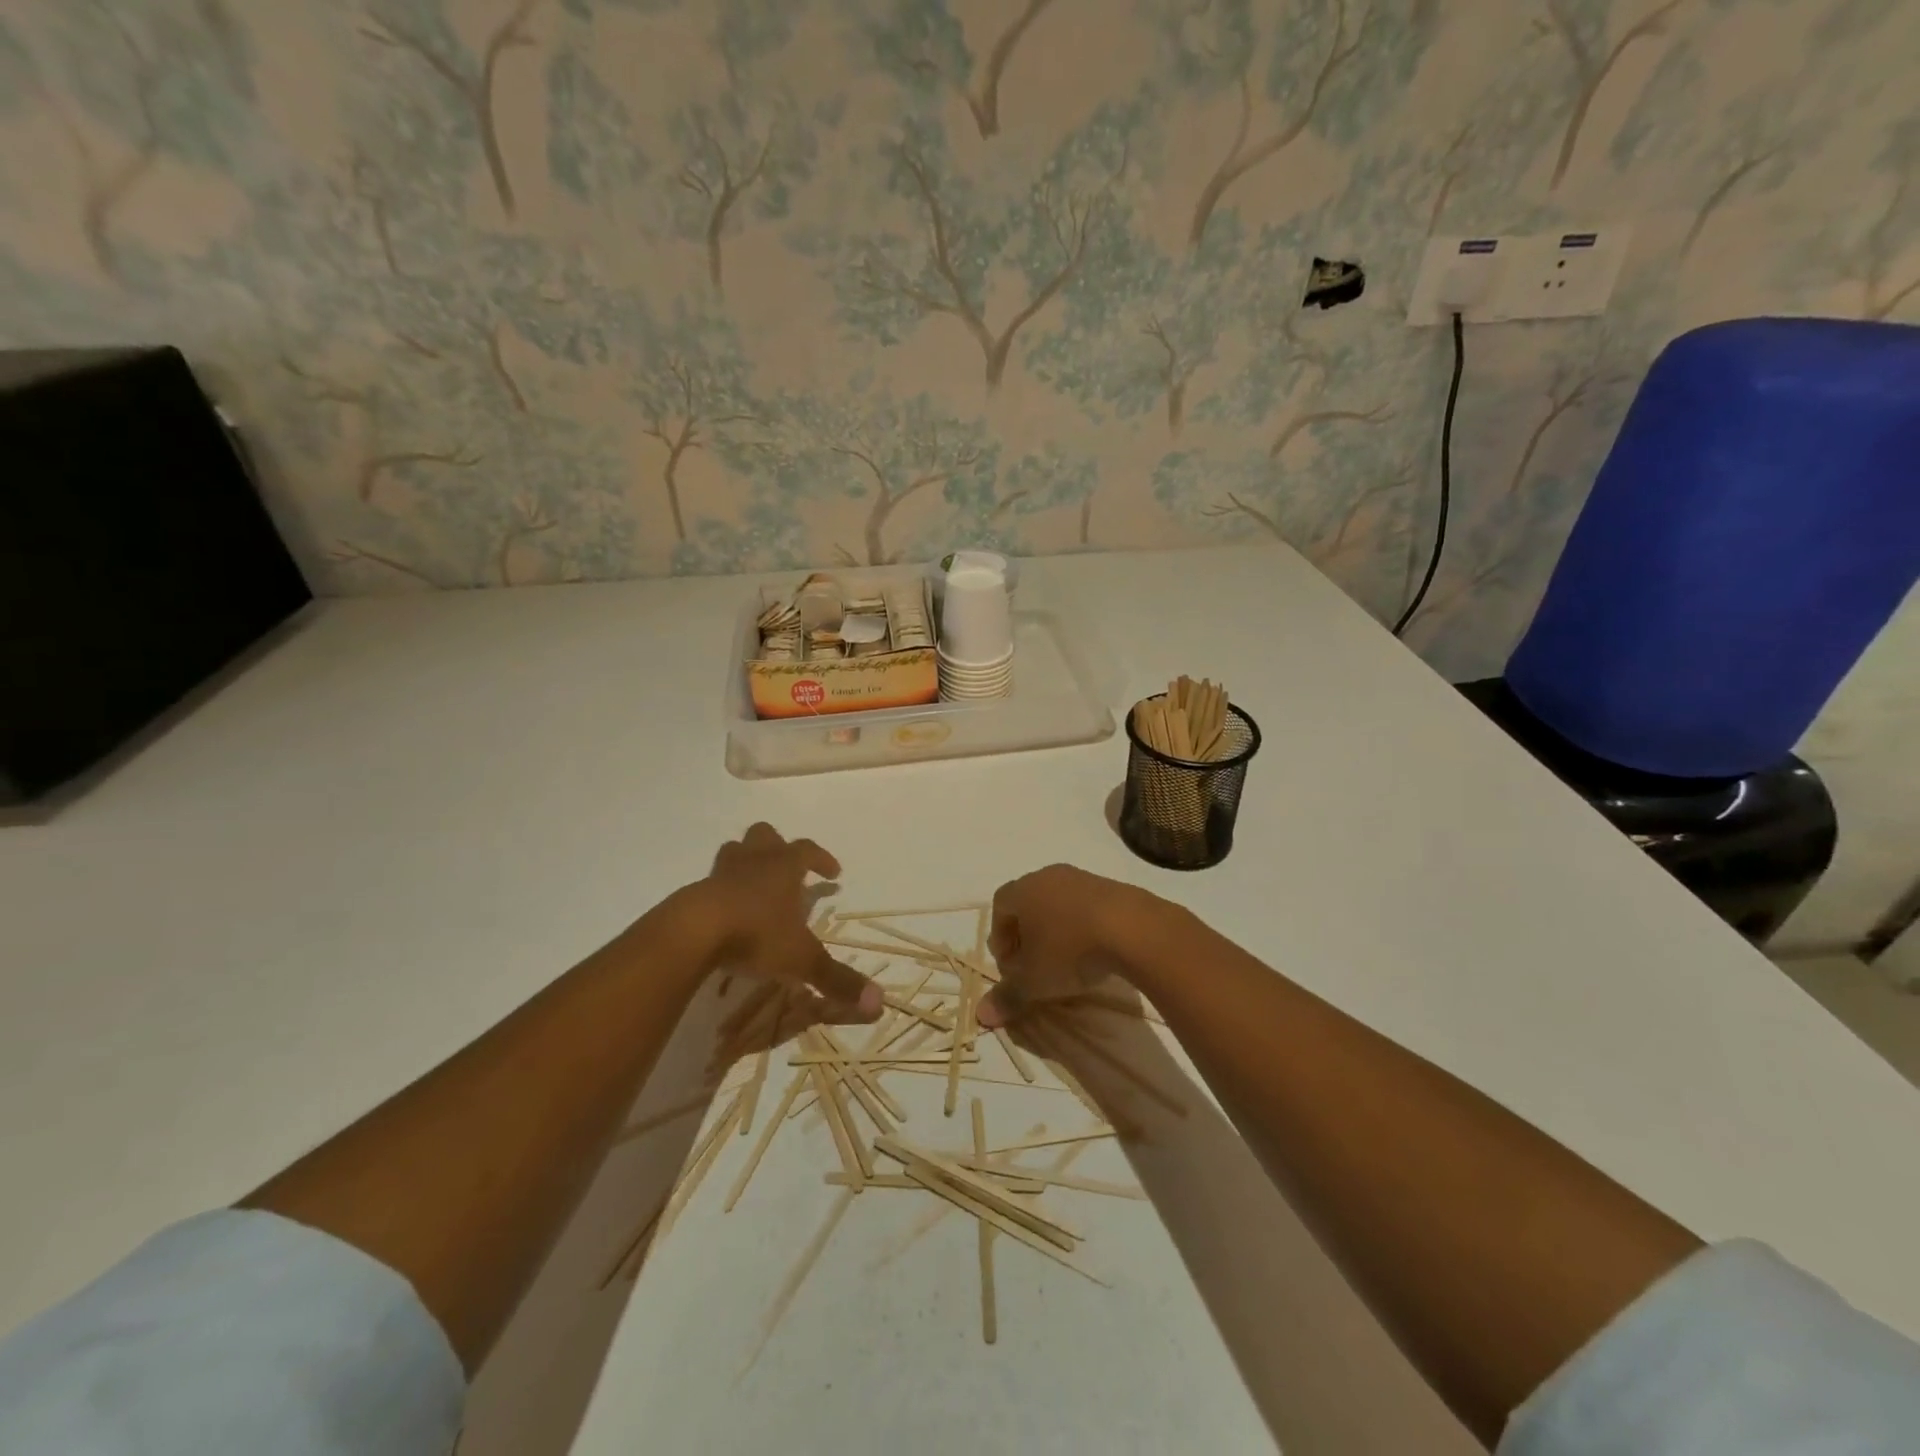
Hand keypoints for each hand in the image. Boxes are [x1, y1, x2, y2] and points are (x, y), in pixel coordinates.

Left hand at [685, 823, 881, 1022]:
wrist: (694, 933)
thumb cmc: (756, 934)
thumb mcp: (802, 959)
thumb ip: (837, 979)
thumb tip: (879, 1004)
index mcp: (783, 867)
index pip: (808, 850)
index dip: (822, 858)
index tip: (833, 874)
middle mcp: (754, 861)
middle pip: (766, 836)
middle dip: (778, 848)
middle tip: (788, 870)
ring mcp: (721, 873)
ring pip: (735, 851)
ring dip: (747, 862)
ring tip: (755, 885)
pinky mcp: (696, 892)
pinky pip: (713, 881)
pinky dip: (723, 890)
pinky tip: (727, 913)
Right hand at [977, 864, 1152, 1028]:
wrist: (1132, 929)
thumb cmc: (1069, 950)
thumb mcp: (1034, 981)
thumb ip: (1007, 996)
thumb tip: (981, 1015)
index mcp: (1023, 890)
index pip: (1000, 906)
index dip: (1000, 936)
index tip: (1010, 965)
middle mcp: (1048, 876)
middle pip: (1028, 901)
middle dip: (1026, 932)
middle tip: (1033, 963)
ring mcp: (1082, 878)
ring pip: (1058, 902)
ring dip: (1056, 929)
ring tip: (1066, 960)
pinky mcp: (1111, 887)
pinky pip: (1086, 906)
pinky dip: (1082, 926)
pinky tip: (1094, 951)